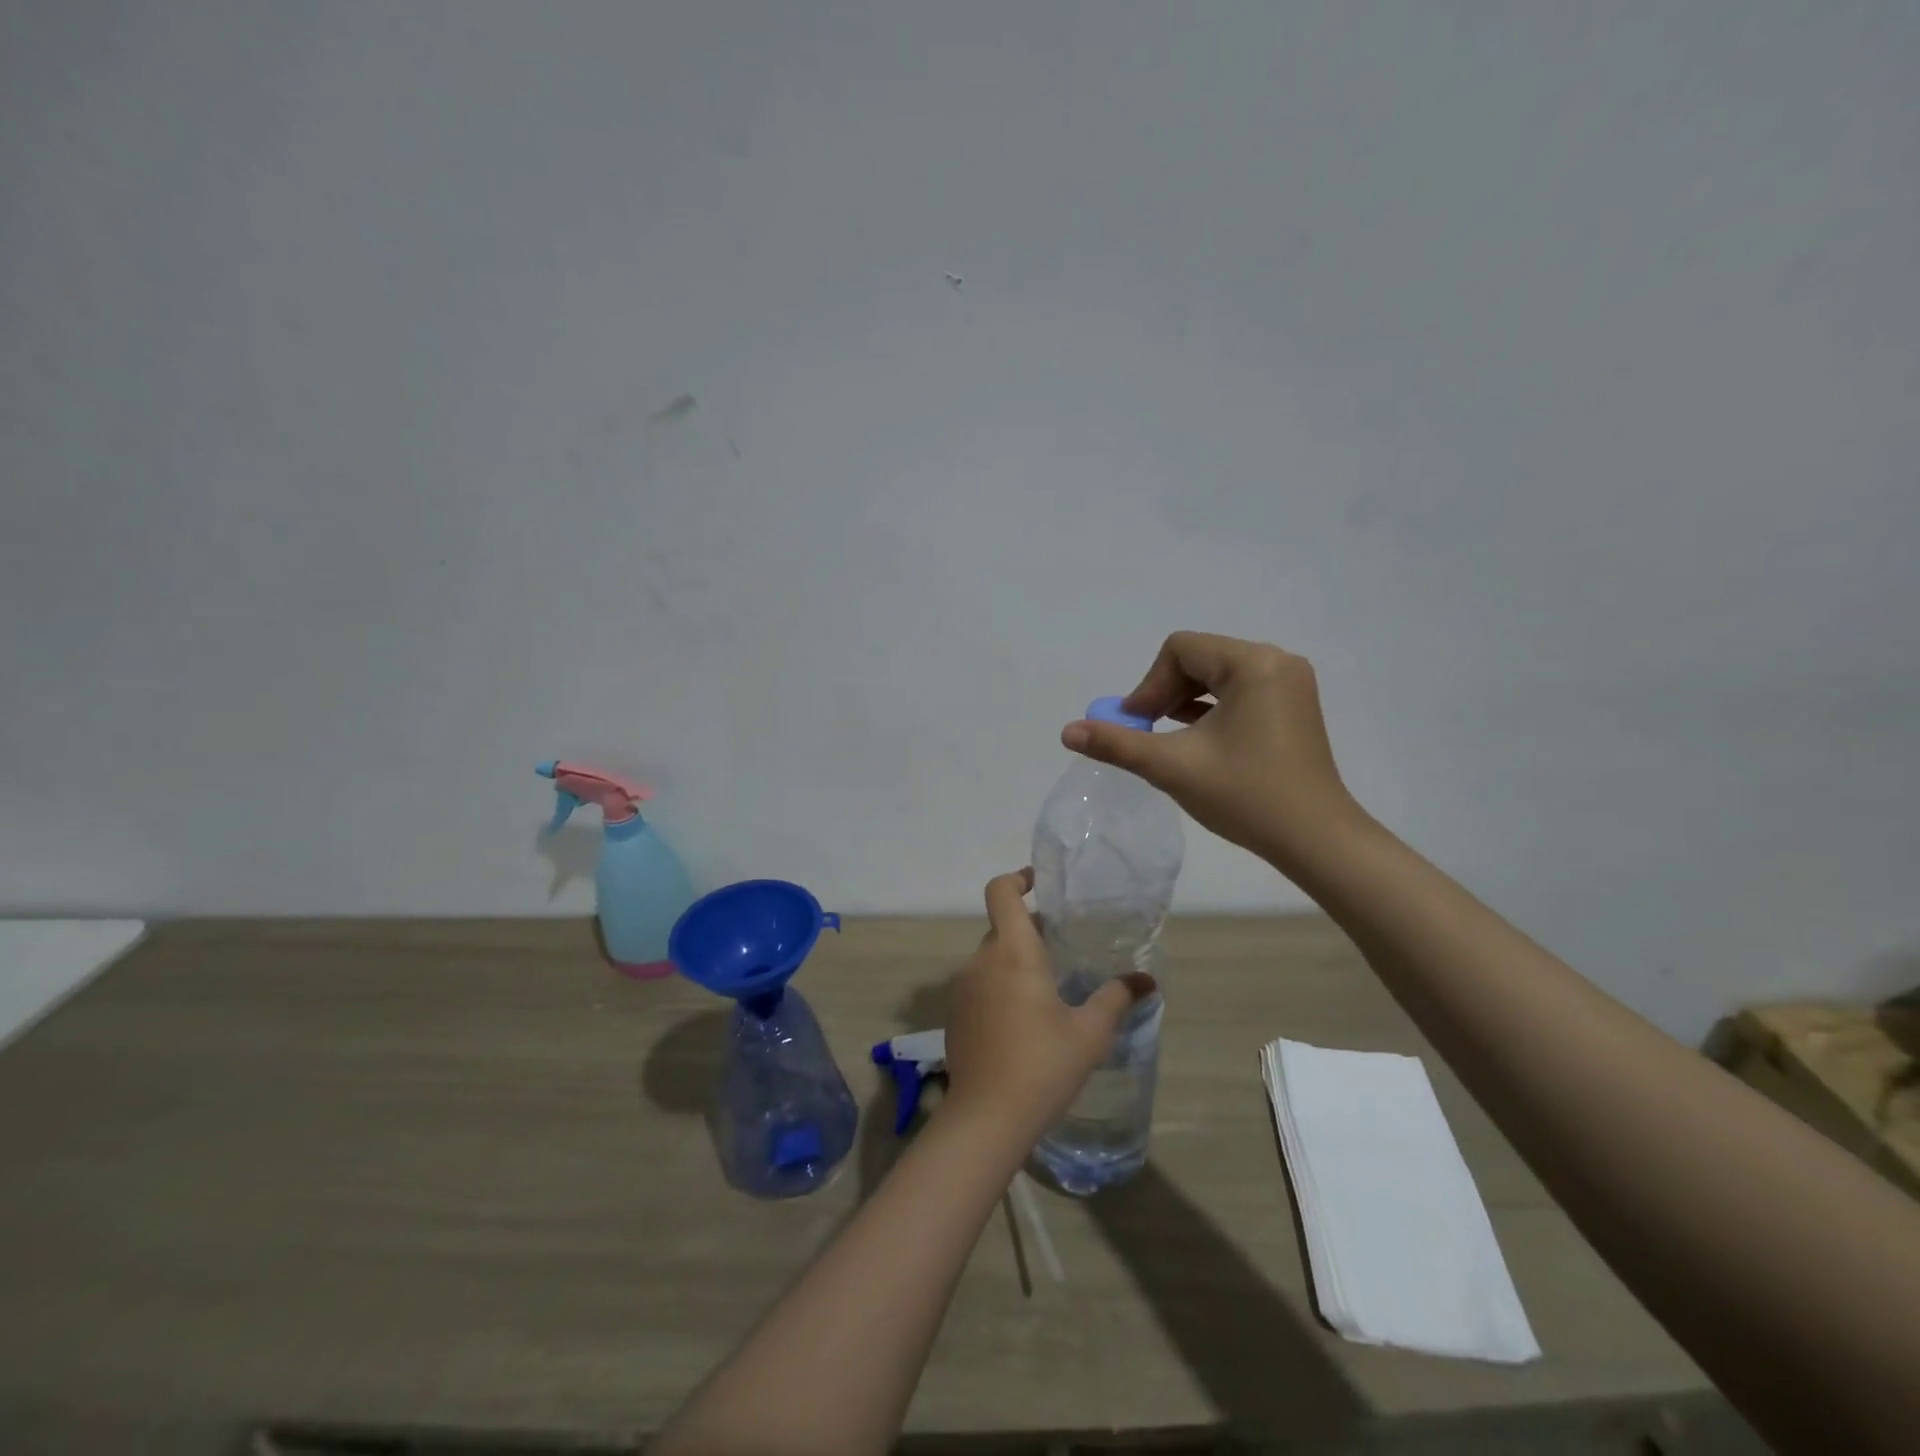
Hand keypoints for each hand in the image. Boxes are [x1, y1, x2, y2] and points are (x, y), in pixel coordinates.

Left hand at [942, 869, 1155, 1145]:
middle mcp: (981, 961)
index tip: (1040, 883)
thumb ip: (1116, 998)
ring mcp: (963, 988)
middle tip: (1063, 946)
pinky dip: (1001, 987)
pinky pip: (981, 985)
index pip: (1001, 892)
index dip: (1018, 878)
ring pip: (991, 958)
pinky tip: (1024, 1022)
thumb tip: (1145, 981)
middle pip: (1002, 927)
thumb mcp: (1090, 1033)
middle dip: (1030, 930)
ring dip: (1016, 961)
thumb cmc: (1042, 1065)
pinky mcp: (956, 1015)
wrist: (986, 1118)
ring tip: (1049, 988)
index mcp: (1013, 952)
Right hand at [1060, 631, 1363, 874]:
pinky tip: (1197, 742)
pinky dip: (1211, 711)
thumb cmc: (1245, 796)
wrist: (1315, 840)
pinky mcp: (1293, 707)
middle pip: (1198, 659)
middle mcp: (1277, 662)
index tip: (1136, 726)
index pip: (1179, 650)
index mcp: (1253, 663)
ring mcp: (1290, 685)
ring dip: (1185, 702)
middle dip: (1165, 693)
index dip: (1148, 685)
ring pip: (1217, 677)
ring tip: (1168, 740)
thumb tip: (1067, 730)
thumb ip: (1117, 744)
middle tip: (1146, 734)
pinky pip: (1239, 693)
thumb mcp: (1172, 766)